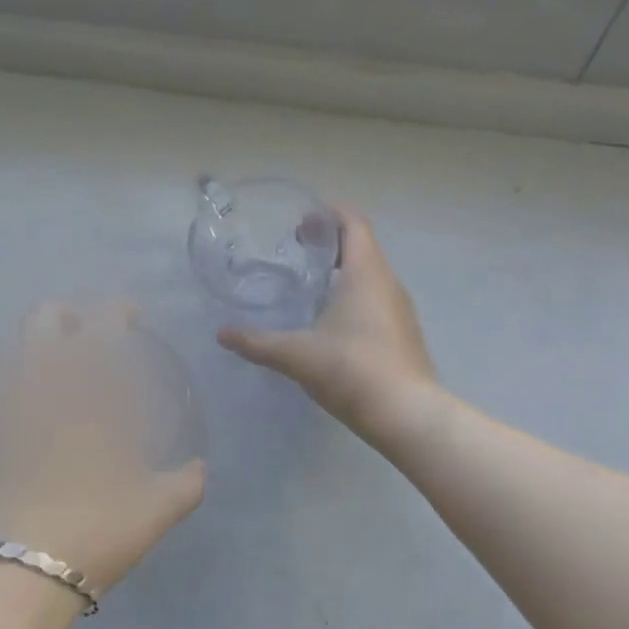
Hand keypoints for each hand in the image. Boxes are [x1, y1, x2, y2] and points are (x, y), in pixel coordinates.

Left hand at [0, 300, 204, 595]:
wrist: (6, 579)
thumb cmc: (93, 532)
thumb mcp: (157, 510)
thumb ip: (186, 483)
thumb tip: (199, 470)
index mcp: (87, 388)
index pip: (102, 322)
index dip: (116, 310)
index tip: (129, 317)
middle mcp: (37, 383)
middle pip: (42, 319)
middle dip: (65, 316)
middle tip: (84, 336)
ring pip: (9, 352)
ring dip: (33, 351)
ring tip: (51, 376)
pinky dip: (10, 403)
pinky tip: (21, 432)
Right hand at [218, 207, 439, 438]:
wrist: (406, 414)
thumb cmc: (352, 369)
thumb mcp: (297, 354)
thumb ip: (258, 342)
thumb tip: (222, 334)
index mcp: (365, 272)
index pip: (353, 222)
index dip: (329, 214)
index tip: (302, 221)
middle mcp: (388, 282)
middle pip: (362, 245)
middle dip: (330, 241)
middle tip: (297, 249)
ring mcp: (400, 308)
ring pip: (371, 273)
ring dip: (343, 270)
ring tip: (310, 285)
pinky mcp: (404, 332)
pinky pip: (377, 298)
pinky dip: (355, 295)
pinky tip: (332, 321)